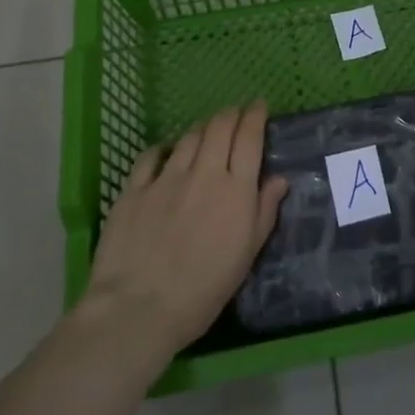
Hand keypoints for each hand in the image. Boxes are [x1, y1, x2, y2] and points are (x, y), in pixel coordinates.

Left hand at [83, 100, 288, 355]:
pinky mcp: (135, 189)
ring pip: (188, 136)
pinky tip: (166, 150)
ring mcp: (166, 178)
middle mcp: (204, 173)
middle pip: (219, 127)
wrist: (139, 308)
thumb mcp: (246, 255)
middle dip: (231, 113)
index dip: (255, 116)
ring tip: (207, 129)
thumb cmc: (204, 290)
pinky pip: (151, 155)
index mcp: (236, 189)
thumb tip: (279, 178)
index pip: (249, 137)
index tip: (259, 106)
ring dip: (202, 127)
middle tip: (236, 113)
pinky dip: (163, 147)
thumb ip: (264, 211)